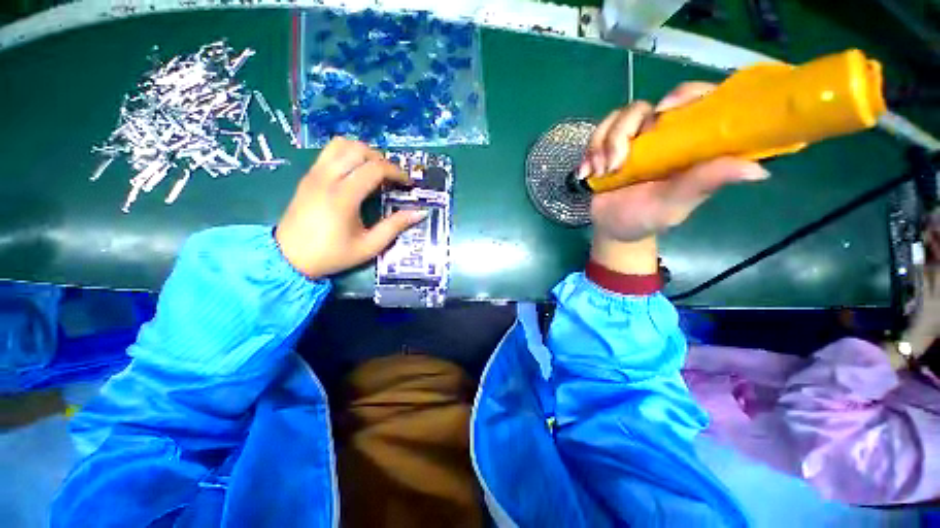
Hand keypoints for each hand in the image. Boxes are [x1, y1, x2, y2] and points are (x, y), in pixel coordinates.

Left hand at [275, 138, 426, 278]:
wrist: (289, 258)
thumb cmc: (332, 254)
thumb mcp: (369, 246)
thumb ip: (395, 226)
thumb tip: (420, 213)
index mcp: (343, 196)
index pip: (374, 168)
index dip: (396, 172)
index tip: (408, 183)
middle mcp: (327, 178)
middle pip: (358, 149)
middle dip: (382, 159)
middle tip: (392, 177)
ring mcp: (314, 174)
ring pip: (341, 144)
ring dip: (363, 152)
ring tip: (375, 170)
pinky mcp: (308, 176)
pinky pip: (329, 152)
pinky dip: (348, 154)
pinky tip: (356, 173)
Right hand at [581, 82, 769, 273]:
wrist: (613, 229)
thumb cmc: (647, 219)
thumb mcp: (676, 204)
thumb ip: (705, 183)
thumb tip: (757, 170)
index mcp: (686, 144)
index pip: (695, 101)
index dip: (684, 95)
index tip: (665, 110)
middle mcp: (660, 136)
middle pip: (642, 108)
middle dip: (622, 133)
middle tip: (614, 164)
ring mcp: (632, 141)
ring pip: (616, 119)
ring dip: (602, 145)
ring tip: (601, 173)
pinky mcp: (608, 148)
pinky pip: (597, 134)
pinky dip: (589, 151)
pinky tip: (587, 172)